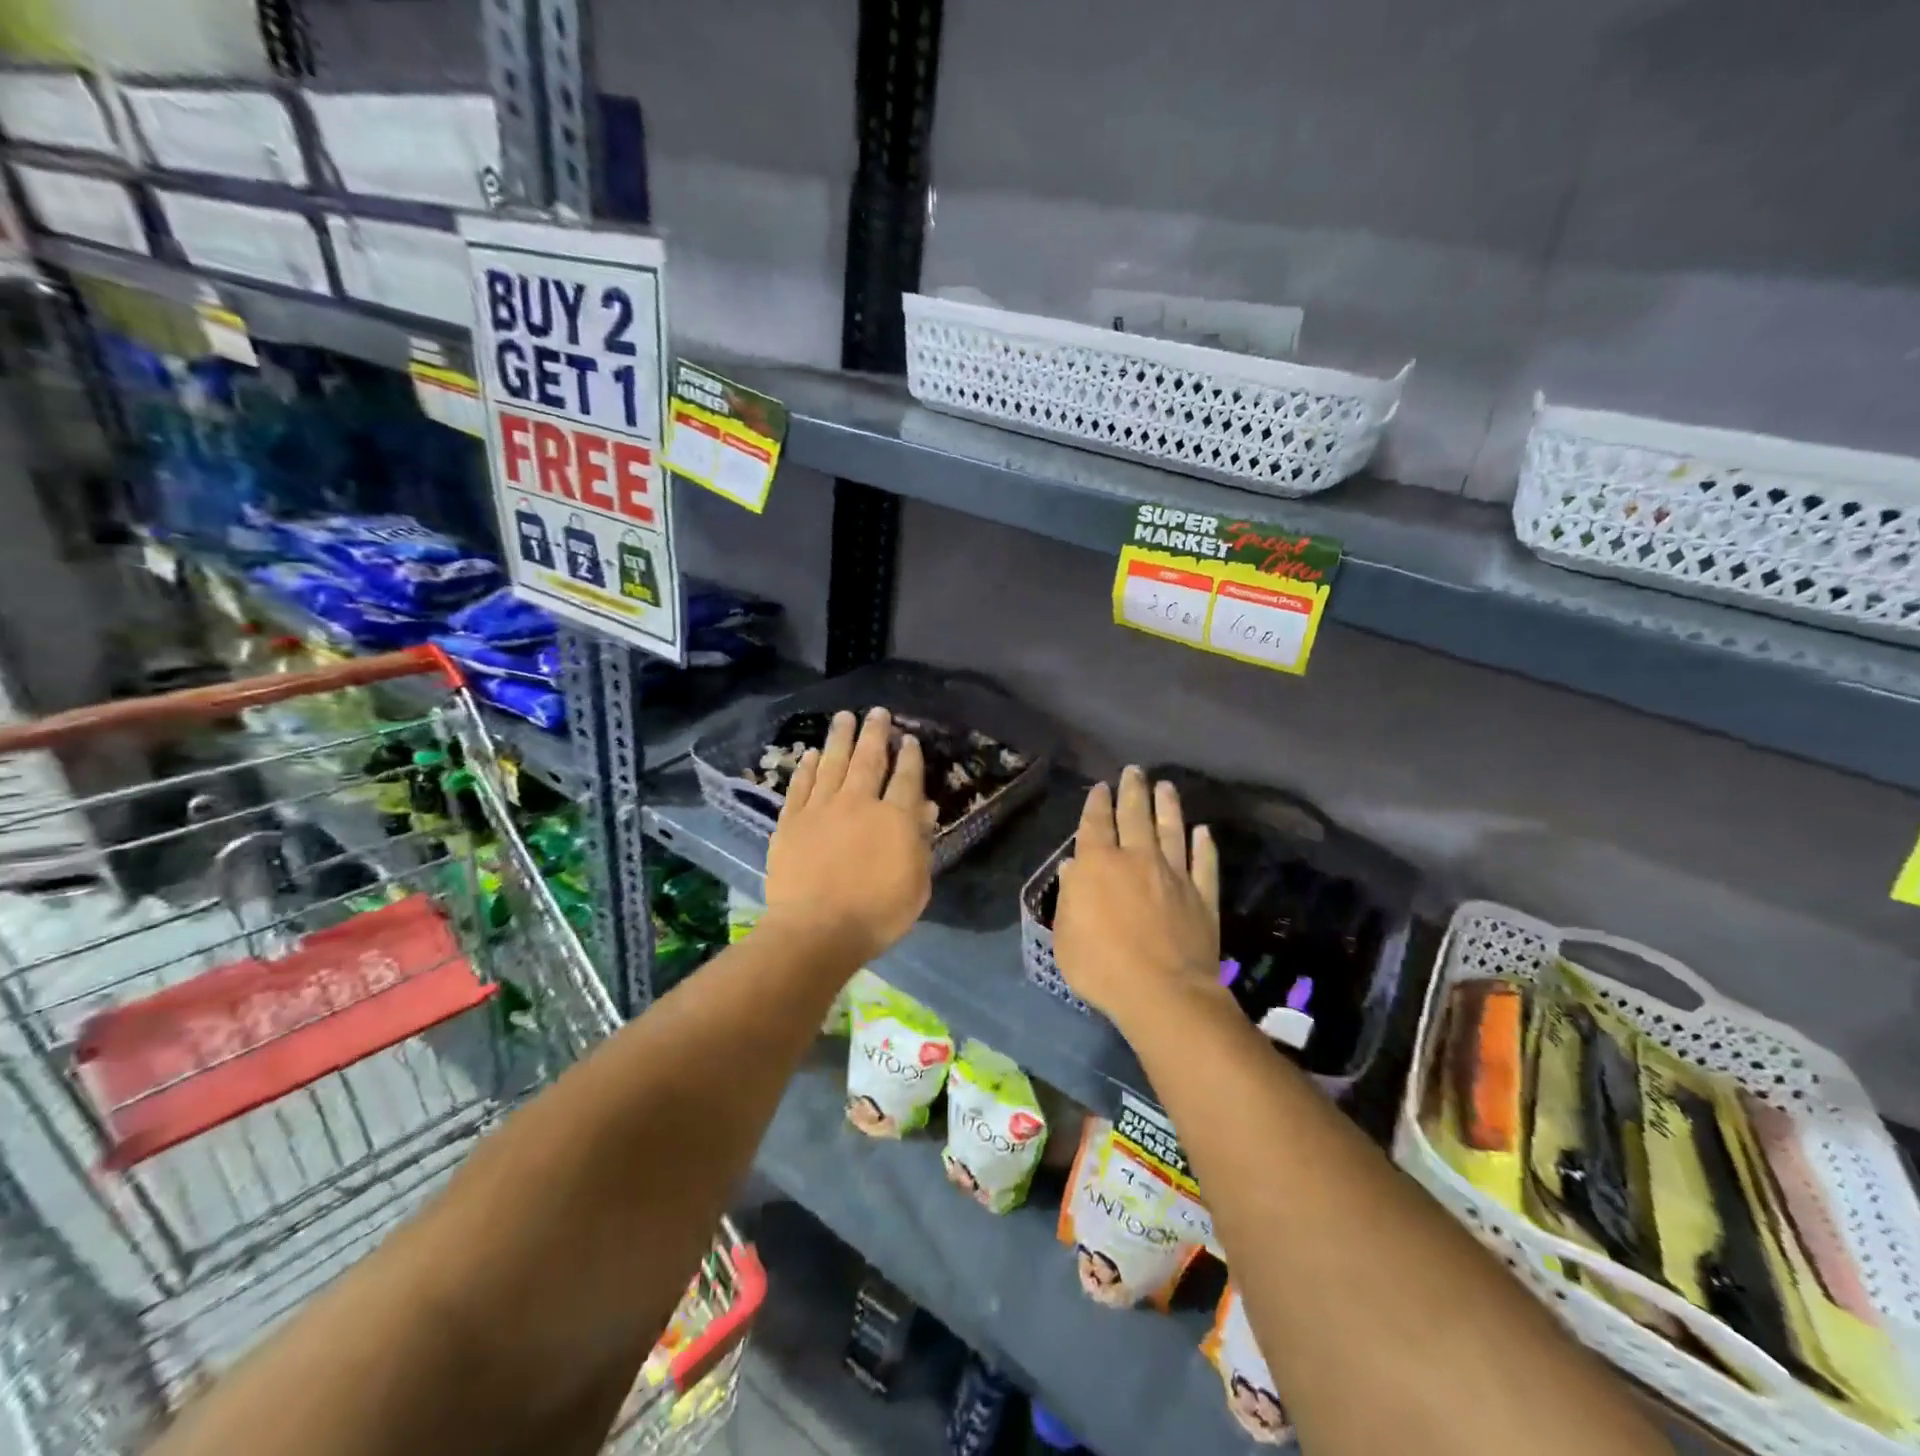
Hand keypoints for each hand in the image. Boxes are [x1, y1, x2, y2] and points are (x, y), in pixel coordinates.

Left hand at [764, 708, 935, 963]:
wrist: (817, 930)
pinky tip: (810, 753)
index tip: (909, 739)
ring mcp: (821, 808)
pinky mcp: (791, 821)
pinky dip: (806, 767)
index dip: (909, 756)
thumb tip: (925, 809)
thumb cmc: (877, 914)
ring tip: (844, 717)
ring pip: (832, 763)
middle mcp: (858, 803)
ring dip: (840, 738)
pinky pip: (800, 785)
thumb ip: (920, 843)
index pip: (906, 778)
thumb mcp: (916, 884)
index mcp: (894, 819)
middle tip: (877, 712)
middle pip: (868, 759)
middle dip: (875, 733)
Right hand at [1054, 767, 1220, 1031]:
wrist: (1163, 991)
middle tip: (1134, 770)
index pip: (1095, 824)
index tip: (1100, 787)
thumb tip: (1074, 867)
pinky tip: (1203, 832)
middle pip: (1135, 816)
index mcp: (1098, 865)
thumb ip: (1069, 897)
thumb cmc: (1101, 966)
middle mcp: (1137, 859)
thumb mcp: (1065, 936)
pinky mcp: (1202, 895)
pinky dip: (1203, 845)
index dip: (1096, 803)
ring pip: (1171, 830)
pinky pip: (1204, 862)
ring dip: (1167, 806)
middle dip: (1132, 790)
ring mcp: (1174, 874)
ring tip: (1166, 786)